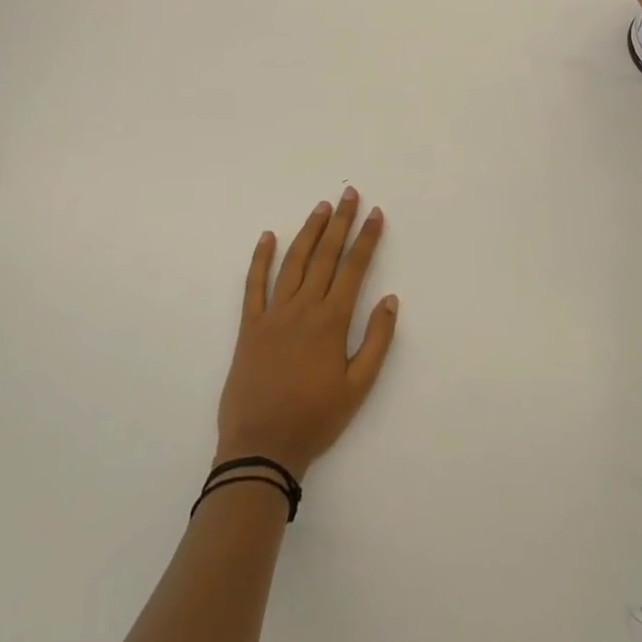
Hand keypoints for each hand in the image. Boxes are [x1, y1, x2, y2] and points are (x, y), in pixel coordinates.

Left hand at [215, 188, 398, 479]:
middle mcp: (304, 308)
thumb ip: (377, 340)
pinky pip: (254, 285)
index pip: (354, 268)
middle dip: (340, 222)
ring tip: (321, 207)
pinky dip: (261, 259)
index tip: (375, 213)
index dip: (366, 238)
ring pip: (294, 262)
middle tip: (349, 194)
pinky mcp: (250, 326)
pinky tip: (268, 237)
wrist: (262, 447)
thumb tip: (391, 299)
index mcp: (332, 321)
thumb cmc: (316, 418)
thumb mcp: (358, 386)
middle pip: (325, 255)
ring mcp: (274, 314)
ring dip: (309, 232)